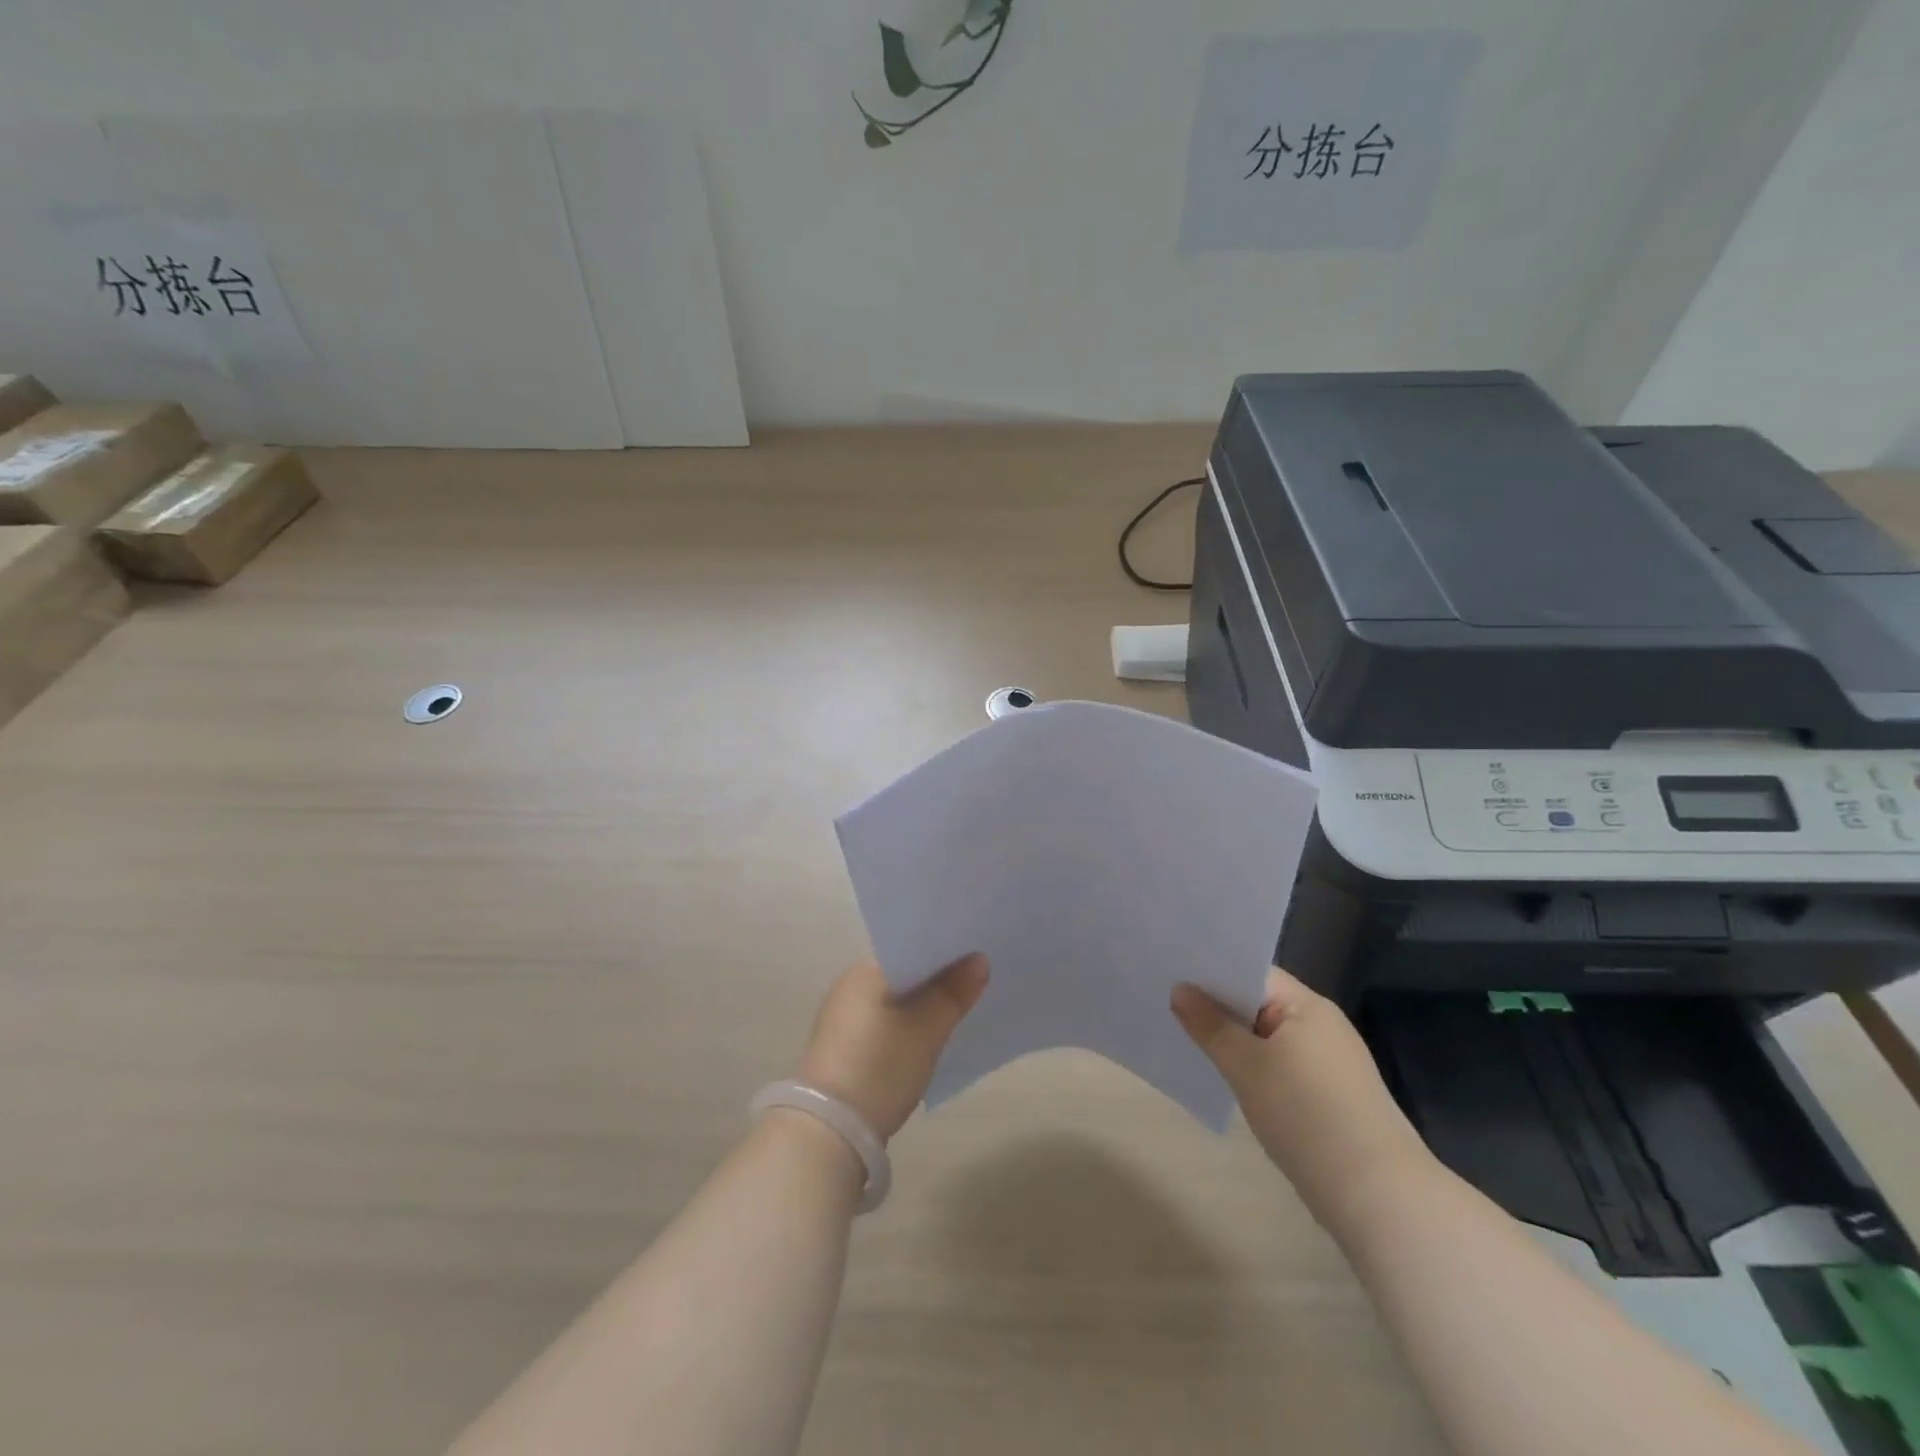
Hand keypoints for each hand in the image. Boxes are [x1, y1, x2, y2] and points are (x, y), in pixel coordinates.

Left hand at [795, 955, 987, 1140]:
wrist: (828, 1133)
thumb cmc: (880, 1068)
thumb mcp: (927, 1030)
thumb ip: (954, 992)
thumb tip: (979, 959)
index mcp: (865, 970)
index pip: (911, 943)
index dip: (945, 946)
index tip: (977, 949)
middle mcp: (849, 984)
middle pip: (904, 969)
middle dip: (938, 974)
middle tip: (978, 976)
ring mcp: (843, 1016)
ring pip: (895, 996)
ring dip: (923, 1000)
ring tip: (961, 1003)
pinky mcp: (844, 1046)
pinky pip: (885, 1019)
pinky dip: (908, 1021)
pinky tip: (930, 1033)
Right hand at [1172, 967, 1431, 1225]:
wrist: (1377, 1196)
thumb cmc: (1306, 1115)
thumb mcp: (1246, 1066)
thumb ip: (1210, 1025)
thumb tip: (1181, 990)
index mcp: (1306, 1005)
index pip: (1251, 971)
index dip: (1211, 970)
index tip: (1170, 973)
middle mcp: (1321, 1025)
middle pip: (1258, 1002)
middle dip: (1216, 1006)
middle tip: (1166, 1003)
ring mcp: (1328, 1062)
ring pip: (1266, 1037)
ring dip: (1233, 1039)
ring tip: (1185, 1038)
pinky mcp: (1329, 1096)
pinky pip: (1279, 1065)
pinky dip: (1252, 1067)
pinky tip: (1225, 1078)